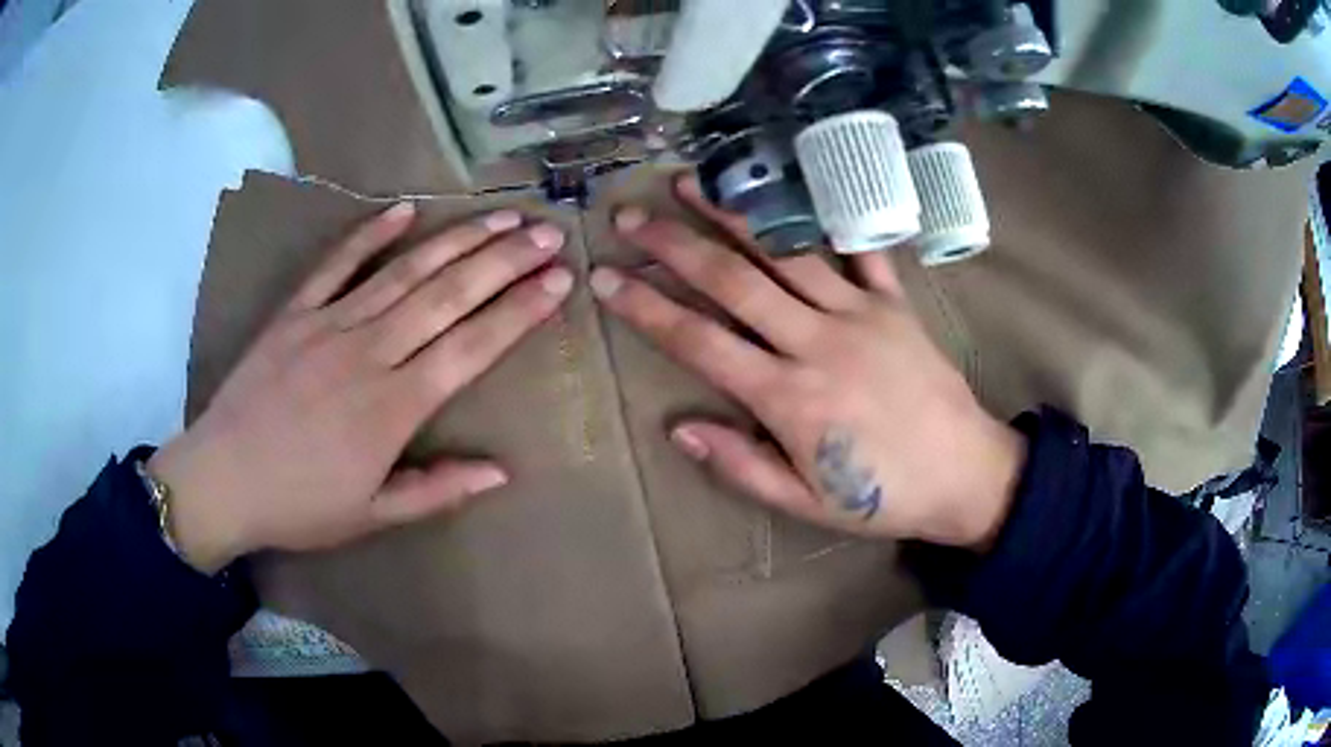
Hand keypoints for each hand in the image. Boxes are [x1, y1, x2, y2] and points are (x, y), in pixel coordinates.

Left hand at [150, 204, 572, 572]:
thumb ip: (437, 490)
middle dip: (504, 260)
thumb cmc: (299, 505)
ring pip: (404, 271)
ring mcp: (328, 324)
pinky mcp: (295, 312)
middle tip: (547, 232)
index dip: (519, 310)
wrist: (222, 479)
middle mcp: (369, 352)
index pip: (472, 346)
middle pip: (447, 295)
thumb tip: (502, 471)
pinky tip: (405, 210)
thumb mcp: (372, 515)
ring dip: (457, 240)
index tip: (559, 280)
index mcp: (393, 407)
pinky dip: (370, 234)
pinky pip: (336, 263)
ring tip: (500, 216)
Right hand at [591, 177, 1025, 549]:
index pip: (698, 341)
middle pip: (732, 281)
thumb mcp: (805, 503)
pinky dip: (826, 217)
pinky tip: (793, 188)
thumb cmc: (883, 496)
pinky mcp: (896, 304)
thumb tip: (680, 429)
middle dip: (674, 245)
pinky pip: (858, 251)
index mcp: (788, 397)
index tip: (605, 278)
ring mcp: (860, 314)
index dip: (645, 307)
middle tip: (630, 217)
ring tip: (690, 184)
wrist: (966, 474)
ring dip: (733, 215)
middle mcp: (817, 342)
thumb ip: (741, 466)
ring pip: (785, 252)